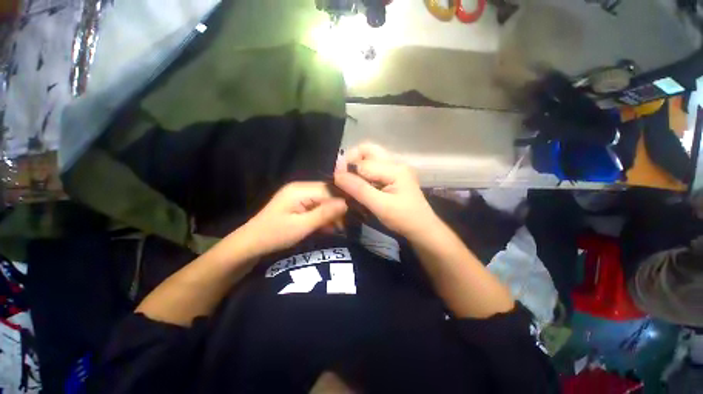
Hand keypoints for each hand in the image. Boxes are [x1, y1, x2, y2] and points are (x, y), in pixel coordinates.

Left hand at [239, 182, 346, 255]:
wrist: (251, 243)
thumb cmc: (275, 235)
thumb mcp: (301, 226)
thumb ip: (324, 214)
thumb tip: (346, 203)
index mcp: (300, 190)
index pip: (329, 190)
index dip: (341, 202)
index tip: (350, 217)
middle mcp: (300, 187)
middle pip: (327, 194)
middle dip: (336, 209)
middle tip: (344, 226)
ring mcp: (299, 195)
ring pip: (323, 200)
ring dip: (331, 214)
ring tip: (337, 228)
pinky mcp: (298, 203)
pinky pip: (316, 205)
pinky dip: (323, 216)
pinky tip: (328, 227)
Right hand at [334, 143, 437, 239]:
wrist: (422, 228)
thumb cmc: (404, 219)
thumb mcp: (381, 206)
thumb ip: (359, 190)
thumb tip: (337, 175)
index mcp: (395, 169)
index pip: (363, 163)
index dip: (347, 170)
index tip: (335, 181)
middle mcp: (395, 163)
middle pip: (368, 150)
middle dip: (352, 159)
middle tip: (342, 175)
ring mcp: (395, 169)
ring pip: (370, 158)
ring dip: (357, 166)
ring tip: (349, 181)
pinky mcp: (393, 176)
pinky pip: (374, 168)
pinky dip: (363, 173)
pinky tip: (359, 185)